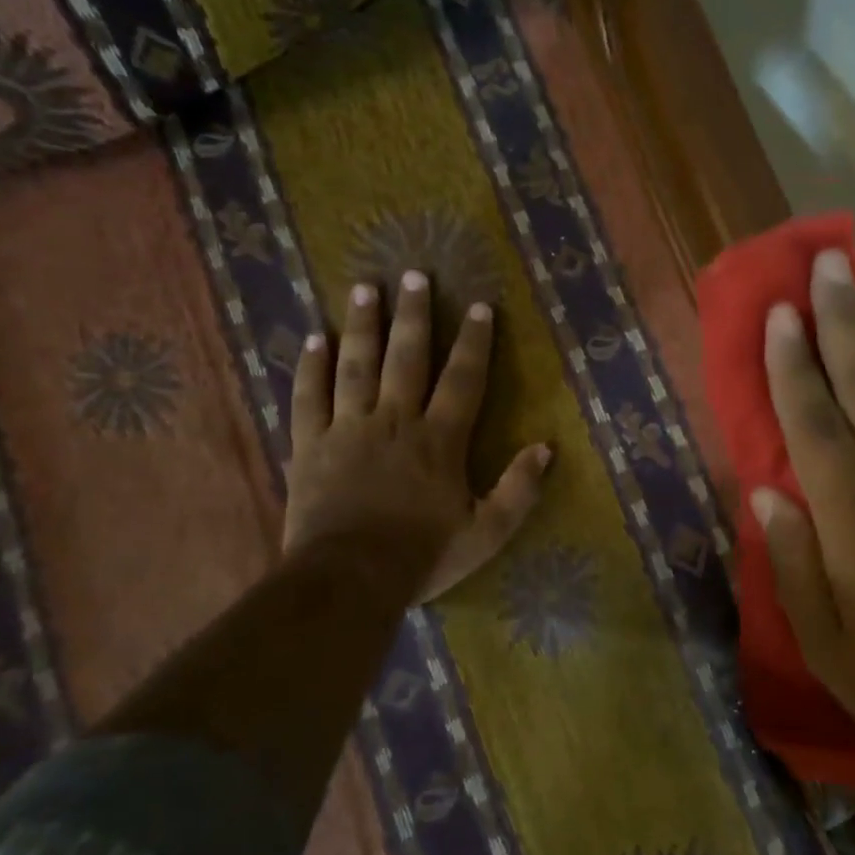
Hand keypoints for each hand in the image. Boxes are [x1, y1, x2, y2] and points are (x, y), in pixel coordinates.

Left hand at [284, 270, 550, 603]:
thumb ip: (518, 489)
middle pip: (406, 357)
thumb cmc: (423, 556)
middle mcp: (395, 421)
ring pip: (356, 365)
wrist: (349, 579)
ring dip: (362, 326)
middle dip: (413, 315)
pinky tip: (313, 338)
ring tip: (364, 289)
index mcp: (439, 439)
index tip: (480, 307)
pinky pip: (308, 397)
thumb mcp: (487, 532)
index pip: (463, 379)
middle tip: (413, 274)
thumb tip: (546, 448)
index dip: (475, 342)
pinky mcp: (310, 444)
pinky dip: (310, 367)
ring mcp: (348, 428)